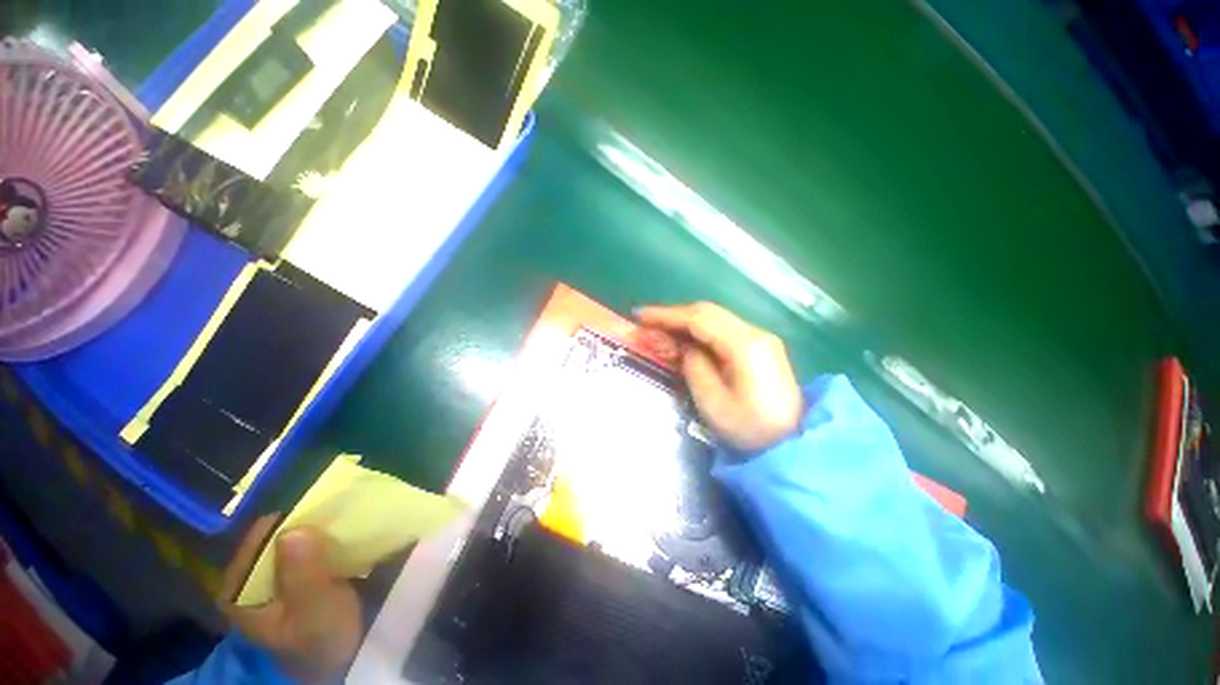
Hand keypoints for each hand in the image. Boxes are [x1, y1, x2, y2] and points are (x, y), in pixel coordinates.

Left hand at [219, 515, 362, 682]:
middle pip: (274, 537)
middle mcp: (249, 579)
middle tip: (340, 514)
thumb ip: (302, 573)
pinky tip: (342, 538)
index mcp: (238, 590)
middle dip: (306, 524)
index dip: (287, 521)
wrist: (339, 661)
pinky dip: (323, 540)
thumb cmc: (322, 638)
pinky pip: (305, 548)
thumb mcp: (315, 609)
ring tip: (346, 521)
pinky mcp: (293, 578)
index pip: (256, 540)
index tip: (322, 508)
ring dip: (318, 531)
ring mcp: (271, 579)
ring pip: (291, 540)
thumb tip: (295, 530)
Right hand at [639, 302, 803, 451]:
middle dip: (674, 314)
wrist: (793, 442)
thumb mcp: (713, 402)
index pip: (699, 319)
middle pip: (708, 312)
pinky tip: (685, 337)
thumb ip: (694, 366)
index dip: (667, 315)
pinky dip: (699, 330)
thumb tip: (683, 346)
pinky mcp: (759, 346)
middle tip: (647, 322)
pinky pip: (722, 329)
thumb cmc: (750, 429)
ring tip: (660, 329)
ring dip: (685, 320)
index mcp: (745, 346)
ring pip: (715, 318)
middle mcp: (755, 333)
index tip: (641, 316)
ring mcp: (759, 338)